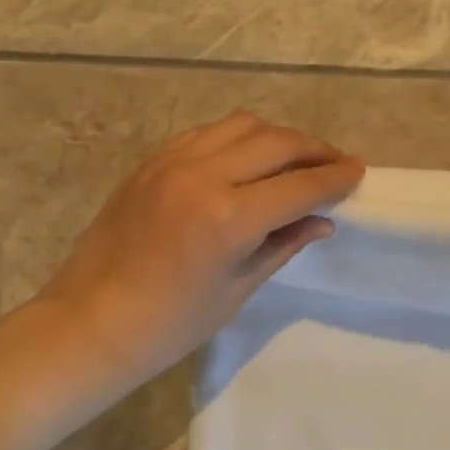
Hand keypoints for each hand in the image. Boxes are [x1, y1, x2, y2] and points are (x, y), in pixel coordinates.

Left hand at [36, 111, 363, 389]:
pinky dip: (236, 138)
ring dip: (276, 137)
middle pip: (276, 142)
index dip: (335, 178)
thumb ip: (282, 245)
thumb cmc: (170, 324)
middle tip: (335, 163)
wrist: (91, 322)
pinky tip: (245, 158)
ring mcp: (172, 161)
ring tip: (294, 157)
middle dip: (314, 149)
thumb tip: (322, 221)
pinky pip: (206, 133)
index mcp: (228, 217)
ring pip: (241, 125)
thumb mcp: (236, 290)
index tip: (358, 170)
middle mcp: (203, 175)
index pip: (299, 185)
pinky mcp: (151, 161)